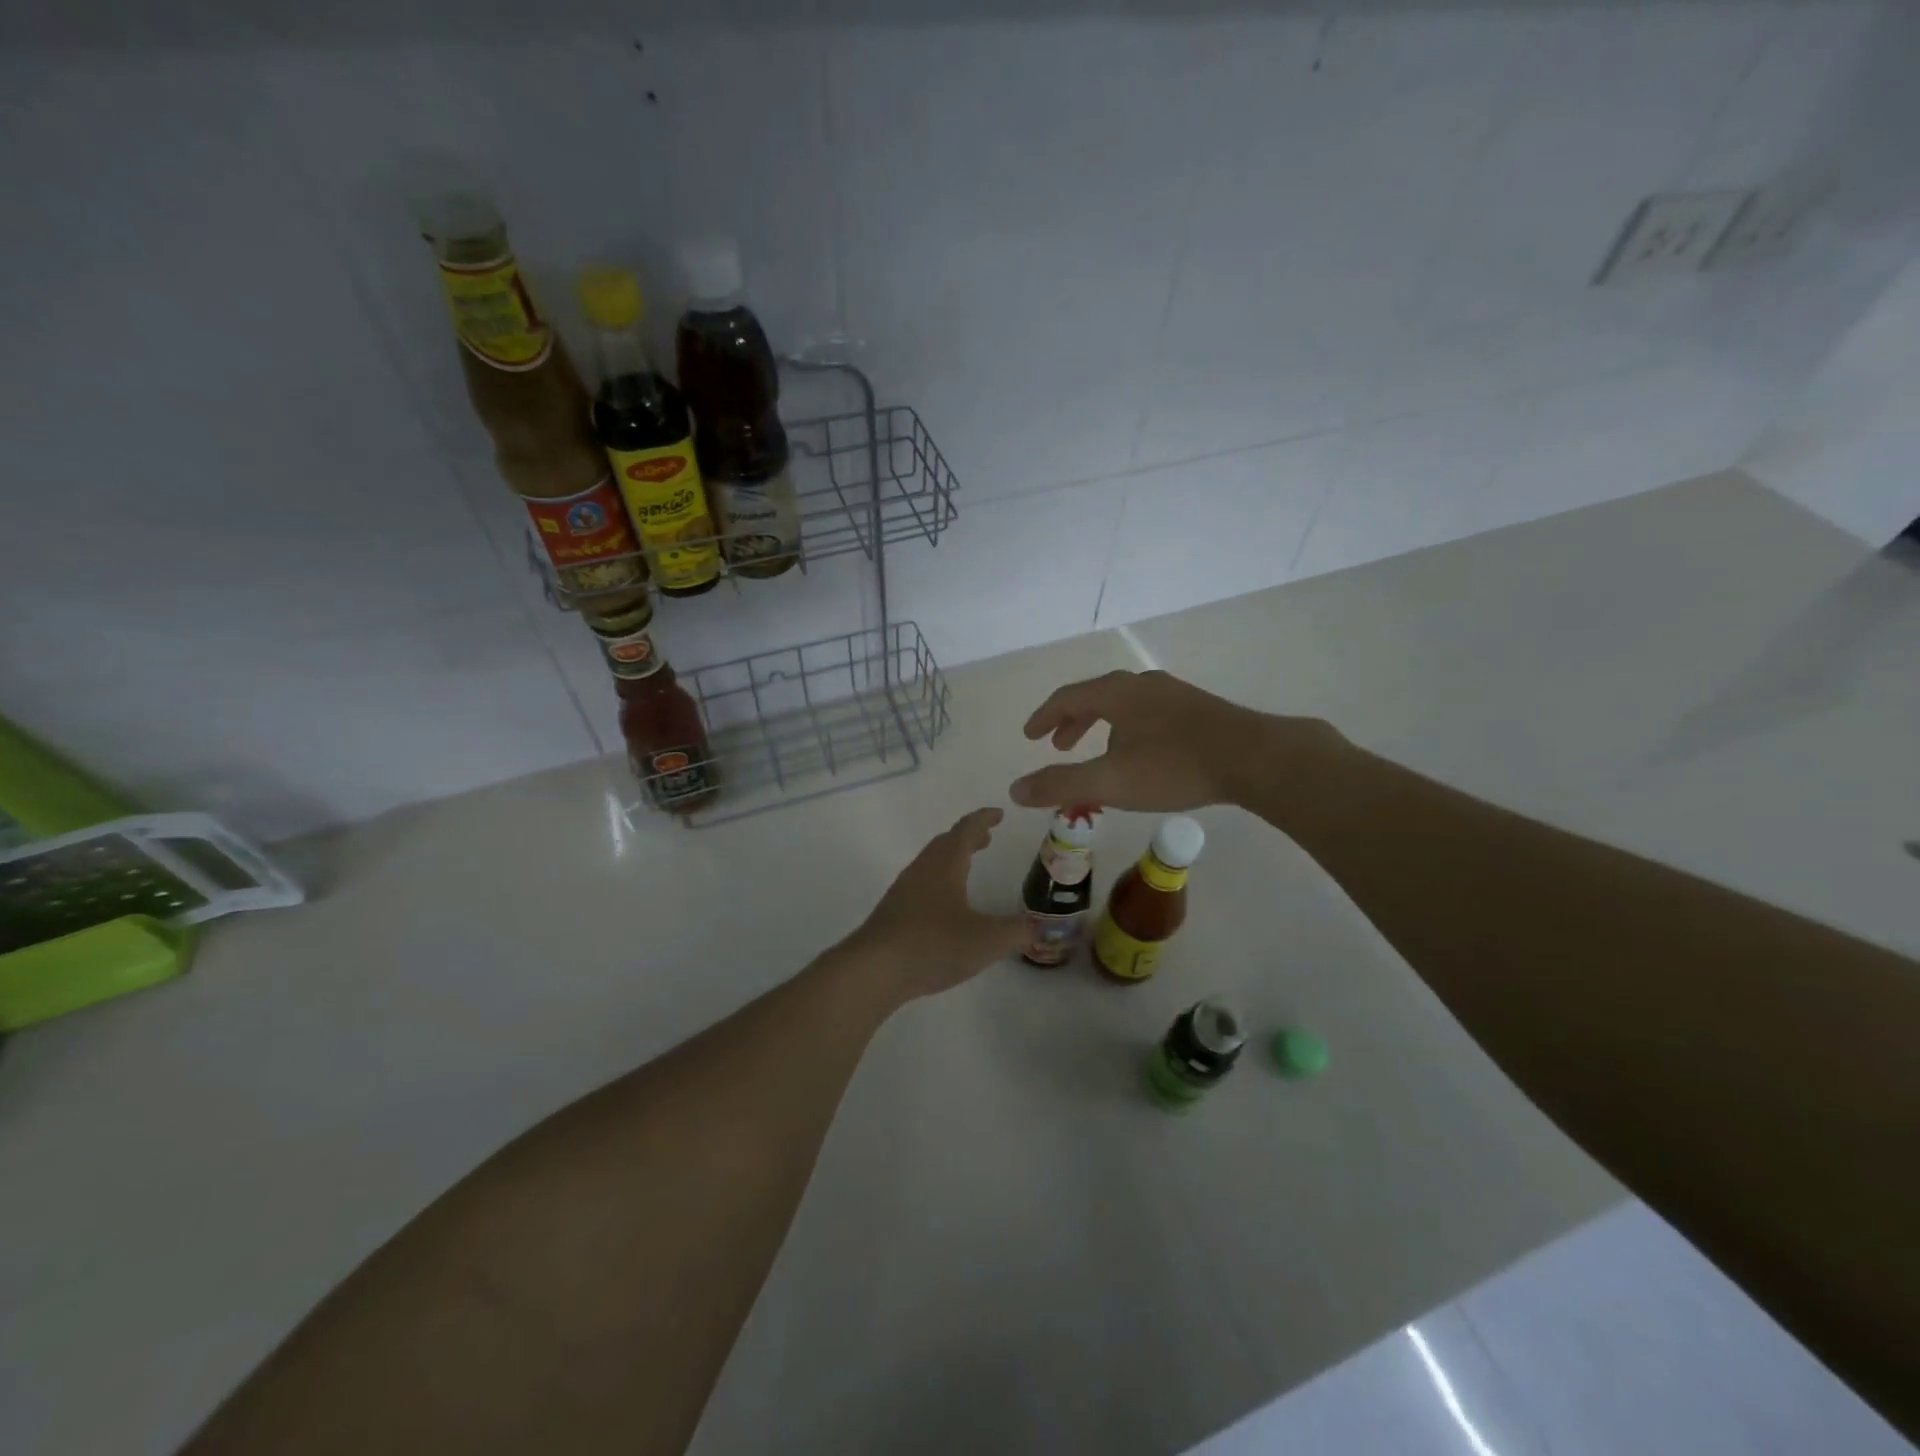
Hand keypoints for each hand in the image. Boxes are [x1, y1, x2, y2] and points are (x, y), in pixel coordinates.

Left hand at [848, 808, 1026, 998]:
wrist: (874, 970)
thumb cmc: (934, 944)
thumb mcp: (987, 940)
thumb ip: (1015, 931)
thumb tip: (1036, 926)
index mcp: (945, 864)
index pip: (966, 830)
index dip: (984, 819)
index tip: (998, 813)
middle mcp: (922, 869)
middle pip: (946, 843)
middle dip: (967, 837)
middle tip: (986, 838)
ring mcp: (904, 890)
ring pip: (931, 863)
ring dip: (951, 859)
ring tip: (967, 868)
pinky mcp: (893, 913)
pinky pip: (921, 884)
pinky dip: (939, 881)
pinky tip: (944, 906)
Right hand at [1009, 669, 1340, 812]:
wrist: (1254, 758)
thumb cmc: (1174, 767)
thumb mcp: (1110, 781)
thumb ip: (1060, 785)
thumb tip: (1014, 791)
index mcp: (1116, 693)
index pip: (1067, 697)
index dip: (1044, 717)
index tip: (1030, 736)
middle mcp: (1142, 684)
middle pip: (1096, 696)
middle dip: (1072, 721)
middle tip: (1058, 746)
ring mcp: (1173, 694)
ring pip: (1124, 705)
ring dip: (1101, 726)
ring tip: (1098, 753)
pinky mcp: (1197, 710)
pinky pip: (1147, 713)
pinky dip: (1128, 729)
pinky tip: (1142, 754)